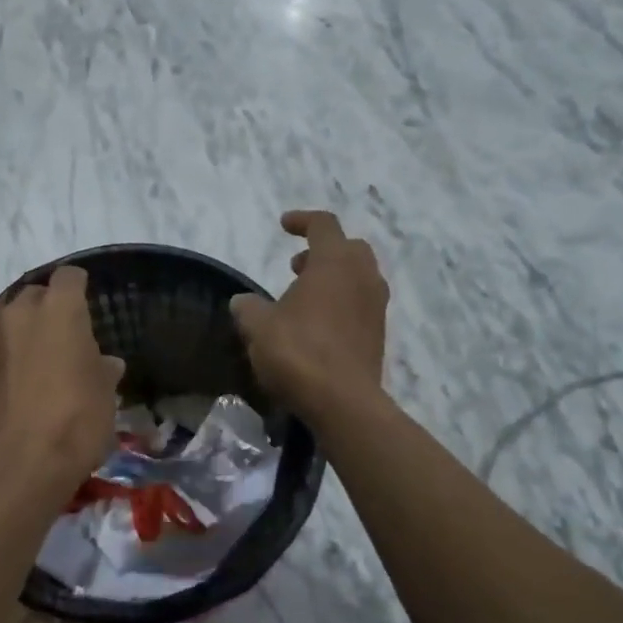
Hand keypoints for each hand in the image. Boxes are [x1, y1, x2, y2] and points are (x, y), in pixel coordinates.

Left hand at [0, 265, 124, 503]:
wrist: (16, 468)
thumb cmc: (74, 421)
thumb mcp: (105, 396)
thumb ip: (103, 370)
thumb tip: (106, 363)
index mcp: (58, 310)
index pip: (69, 277)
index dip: (79, 287)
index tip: (87, 304)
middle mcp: (19, 314)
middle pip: (34, 295)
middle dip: (48, 309)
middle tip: (65, 337)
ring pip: (10, 324)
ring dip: (25, 336)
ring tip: (41, 365)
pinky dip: (7, 362)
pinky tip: (18, 390)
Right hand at [232, 210, 388, 425]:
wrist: (343, 402)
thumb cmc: (298, 352)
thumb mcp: (258, 327)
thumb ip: (249, 308)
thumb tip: (243, 302)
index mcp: (334, 262)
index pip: (323, 224)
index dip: (302, 220)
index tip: (284, 225)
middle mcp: (362, 277)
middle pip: (348, 248)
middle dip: (322, 250)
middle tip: (296, 267)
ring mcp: (376, 306)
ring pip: (359, 277)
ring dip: (334, 278)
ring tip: (304, 298)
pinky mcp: (379, 334)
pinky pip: (362, 304)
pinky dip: (342, 303)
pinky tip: (318, 326)